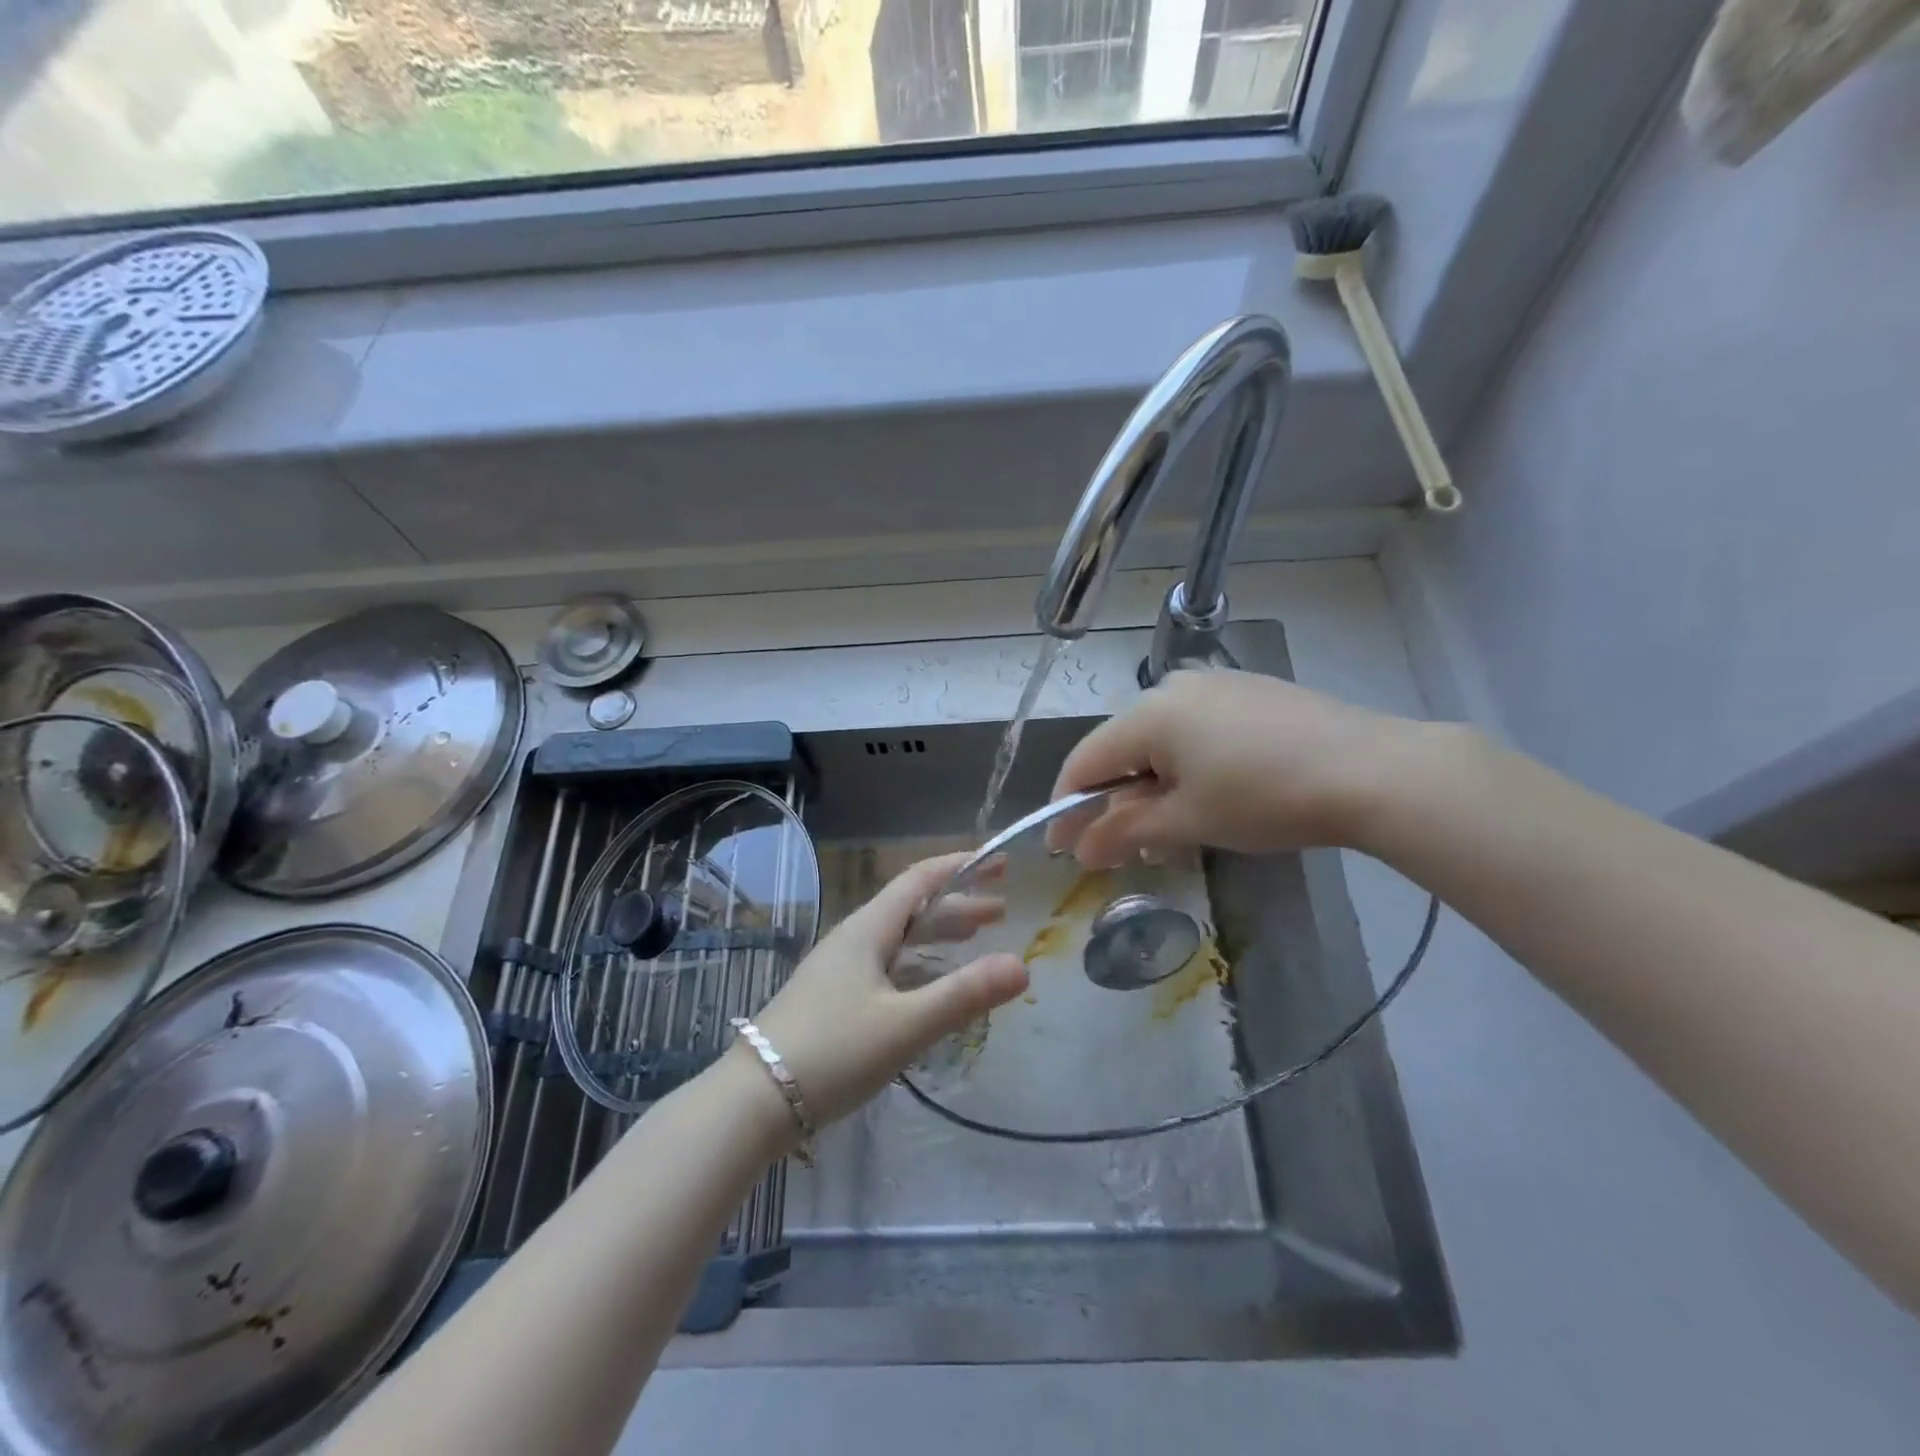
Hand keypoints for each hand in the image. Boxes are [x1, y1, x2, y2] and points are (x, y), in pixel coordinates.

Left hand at [748, 854, 1027, 1126]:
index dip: (961, 867)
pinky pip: (886, 965)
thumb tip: (1023, 966)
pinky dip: (918, 964)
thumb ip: (964, 995)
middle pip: (912, 908)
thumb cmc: (832, 1052)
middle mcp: (852, 940)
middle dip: (958, 905)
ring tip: (975, 939)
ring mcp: (838, 970)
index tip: (1000, 863)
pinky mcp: (831, 999)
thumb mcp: (905, 1025)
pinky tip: (929, 986)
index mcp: (868, 930)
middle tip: (1001, 913)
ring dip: (938, 934)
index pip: (920, 880)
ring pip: (898, 938)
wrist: (752, 1101)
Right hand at [1046, 670, 1427, 865]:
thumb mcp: (1189, 821)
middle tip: (1118, 847)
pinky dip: (1185, 764)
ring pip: (1159, 739)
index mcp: (1148, 714)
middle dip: (1113, 800)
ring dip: (1150, 784)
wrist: (1374, 770)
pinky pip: (1195, 728)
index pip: (1085, 761)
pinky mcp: (1248, 691)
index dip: (1067, 807)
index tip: (1060, 849)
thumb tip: (1080, 849)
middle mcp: (1172, 687)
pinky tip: (1207, 793)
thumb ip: (1125, 831)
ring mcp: (1214, 684)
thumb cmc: (1266, 798)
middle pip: (1121, 748)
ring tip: (1166, 828)